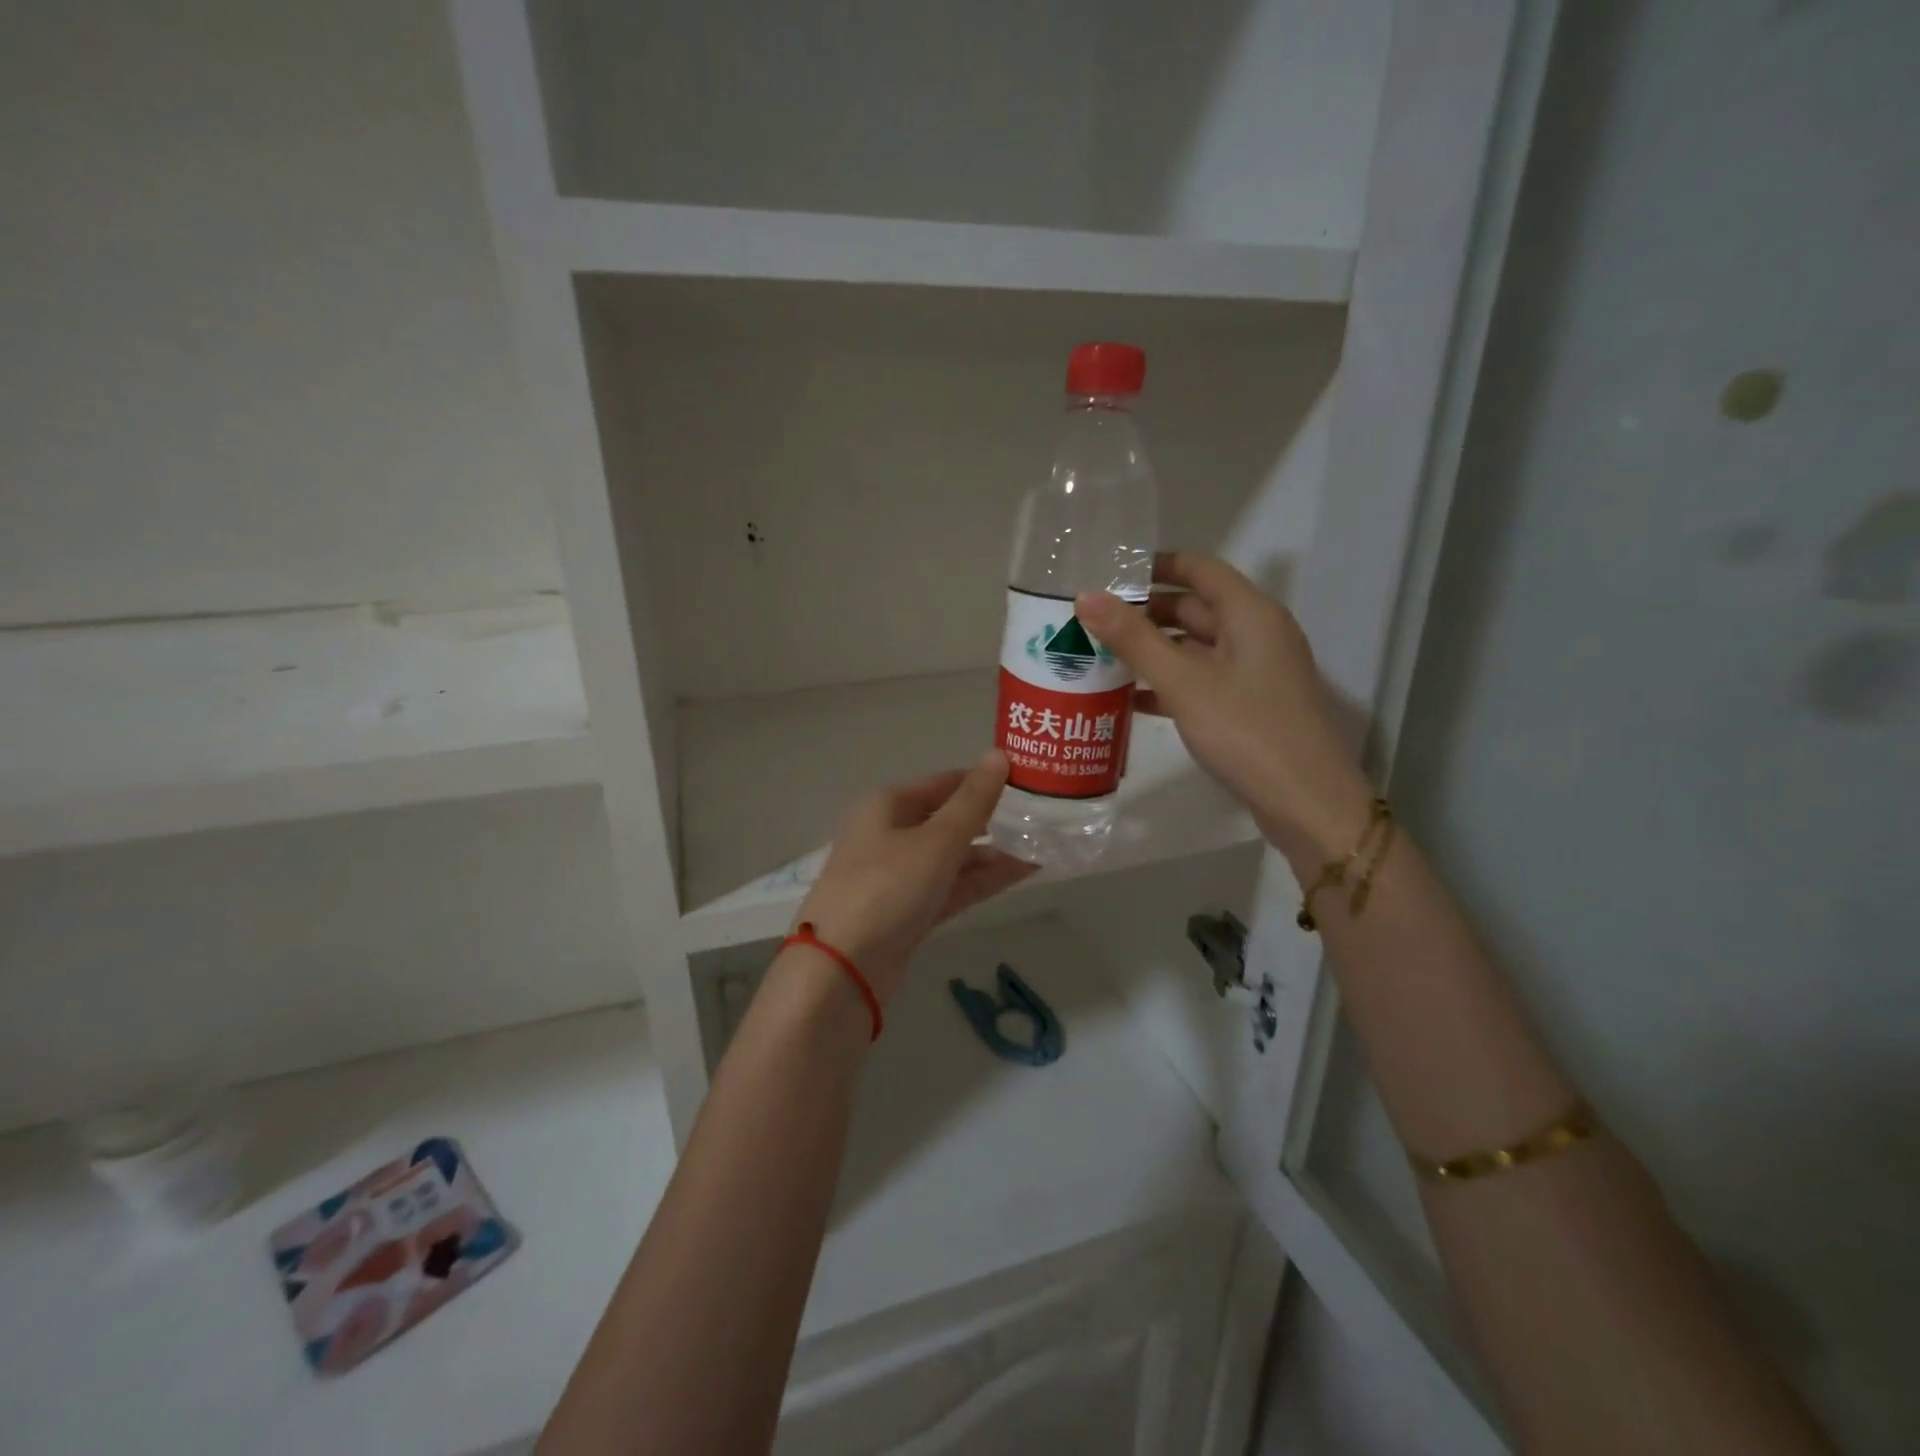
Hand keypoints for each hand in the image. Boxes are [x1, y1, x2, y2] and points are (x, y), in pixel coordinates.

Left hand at [794, 752, 1035, 1005]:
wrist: (842, 970)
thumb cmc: (887, 888)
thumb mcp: (936, 840)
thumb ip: (973, 801)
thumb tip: (998, 755)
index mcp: (887, 806)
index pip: (944, 784)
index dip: (984, 781)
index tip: (1028, 781)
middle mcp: (890, 835)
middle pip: (949, 820)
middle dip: (993, 820)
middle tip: (1043, 817)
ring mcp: (899, 877)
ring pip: (953, 857)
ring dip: (994, 853)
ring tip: (1043, 845)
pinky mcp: (909, 912)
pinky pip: (952, 887)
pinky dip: (982, 880)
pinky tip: (1022, 873)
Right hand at [1076, 553, 1374, 866]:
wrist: (1307, 803)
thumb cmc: (1247, 731)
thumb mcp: (1184, 682)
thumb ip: (1134, 639)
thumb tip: (1086, 596)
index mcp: (1251, 614)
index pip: (1200, 569)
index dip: (1156, 565)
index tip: (1109, 573)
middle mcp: (1257, 635)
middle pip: (1195, 608)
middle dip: (1145, 612)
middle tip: (1092, 621)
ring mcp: (1256, 673)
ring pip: (1195, 648)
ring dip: (1153, 651)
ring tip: (1100, 657)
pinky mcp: (1250, 707)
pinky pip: (1202, 682)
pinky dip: (1169, 684)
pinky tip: (1130, 699)